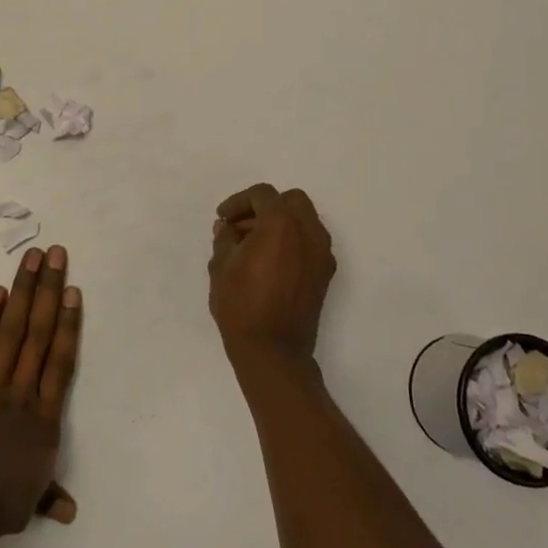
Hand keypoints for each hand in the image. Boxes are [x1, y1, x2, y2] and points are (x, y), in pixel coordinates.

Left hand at [0, 245, 80, 540]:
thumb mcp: (21, 509)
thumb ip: (45, 498)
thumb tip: (70, 511)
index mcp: (42, 420)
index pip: (61, 364)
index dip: (69, 326)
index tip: (74, 291)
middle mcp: (21, 392)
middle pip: (39, 334)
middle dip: (50, 291)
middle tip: (57, 254)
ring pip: (13, 330)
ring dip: (24, 292)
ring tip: (32, 258)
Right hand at [208, 184, 336, 372]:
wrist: (273, 352)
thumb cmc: (242, 305)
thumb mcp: (221, 266)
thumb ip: (225, 238)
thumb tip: (228, 228)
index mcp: (282, 222)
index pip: (262, 195)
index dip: (238, 202)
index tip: (222, 219)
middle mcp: (308, 231)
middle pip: (290, 201)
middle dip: (264, 208)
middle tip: (241, 227)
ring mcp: (322, 253)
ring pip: (303, 220)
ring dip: (280, 224)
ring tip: (252, 247)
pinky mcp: (325, 273)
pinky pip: (310, 243)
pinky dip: (292, 242)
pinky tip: (270, 262)